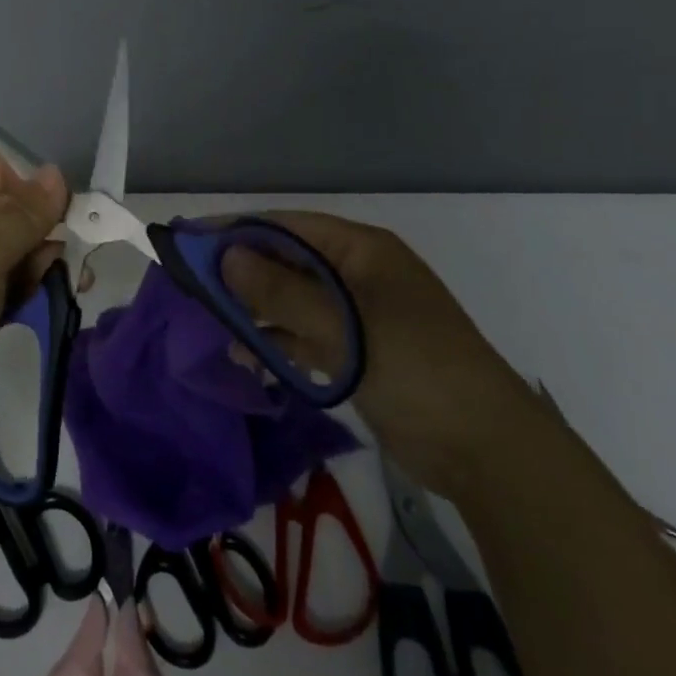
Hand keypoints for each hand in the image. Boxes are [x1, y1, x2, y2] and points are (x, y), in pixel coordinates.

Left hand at [0, 151, 69, 491]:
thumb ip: (22, 215)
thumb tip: (55, 174)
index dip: (16, 178)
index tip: (56, 202)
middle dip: (35, 220)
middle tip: (76, 236)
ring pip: (2, 249)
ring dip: (38, 253)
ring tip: (75, 268)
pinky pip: (1, 283)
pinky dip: (27, 282)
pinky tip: (60, 286)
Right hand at [222, 212, 539, 492]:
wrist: (485, 449)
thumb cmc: (416, 370)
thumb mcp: (345, 328)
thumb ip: (282, 293)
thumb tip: (226, 257)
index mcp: (362, 251)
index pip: (287, 227)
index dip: (237, 230)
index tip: (190, 241)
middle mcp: (357, 274)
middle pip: (288, 262)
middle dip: (242, 272)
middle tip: (193, 286)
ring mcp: (358, 315)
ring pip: (293, 300)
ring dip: (257, 310)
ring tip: (213, 324)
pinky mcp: (357, 352)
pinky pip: (305, 335)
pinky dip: (277, 341)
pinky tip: (247, 355)